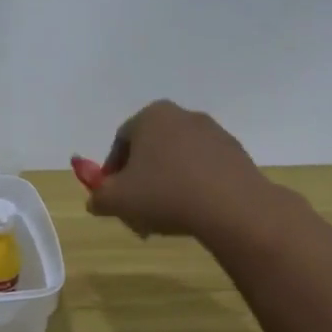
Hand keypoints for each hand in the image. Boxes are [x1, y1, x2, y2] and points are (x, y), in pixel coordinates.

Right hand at [84, 100, 275, 240]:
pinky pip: (203, 168)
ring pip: (177, 159)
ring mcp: (212, 132)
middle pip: (150, 149)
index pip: (121, 142)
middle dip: (140, 179)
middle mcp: (181, 116)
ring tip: (166, 215)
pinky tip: (193, 211)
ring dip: (167, 183)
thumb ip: (99, 197)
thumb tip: (96, 199)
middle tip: (138, 209)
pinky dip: (193, 185)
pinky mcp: (235, 152)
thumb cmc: (164, 194)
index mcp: (150, 117)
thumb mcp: (117, 201)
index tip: (114, 197)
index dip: (112, 172)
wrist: (232, 207)